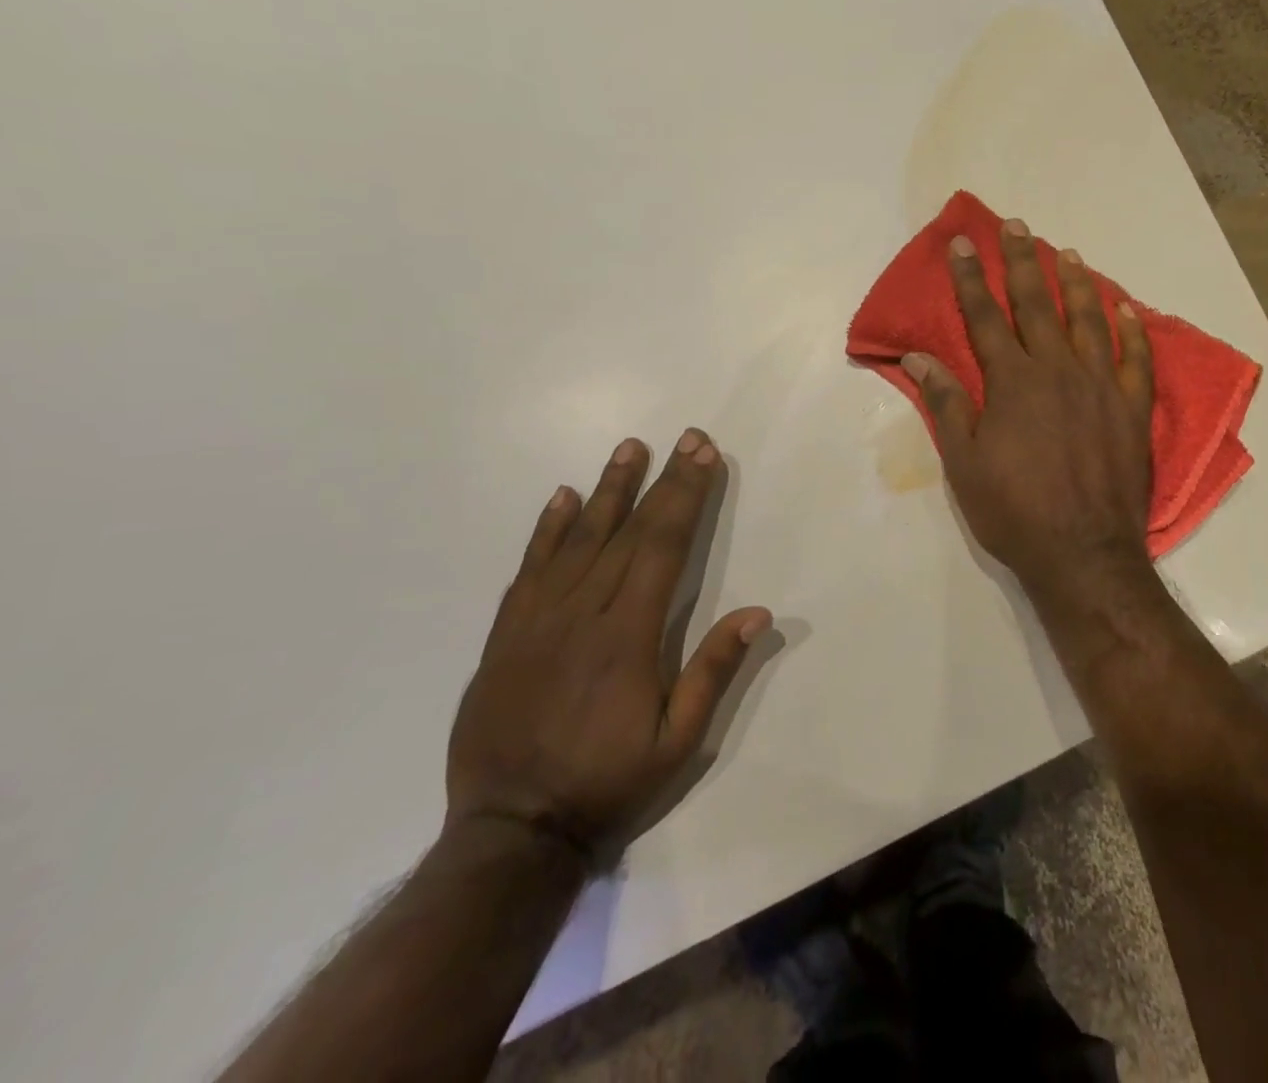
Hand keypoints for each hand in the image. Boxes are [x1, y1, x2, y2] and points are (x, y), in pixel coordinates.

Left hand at [446, 430, 770, 864]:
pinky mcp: (505, 637)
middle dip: (661, 481)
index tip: (704, 456)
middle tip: (684, 438)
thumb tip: (758, 612)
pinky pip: (528, 571)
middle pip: (628, 532)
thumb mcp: (679, 741)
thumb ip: (714, 671)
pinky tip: (560, 498)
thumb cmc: (609, 783)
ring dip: (607, 490)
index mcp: (629, 636)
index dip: (686, 496)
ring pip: (577, 540)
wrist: (511, 834)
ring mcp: (537, 622)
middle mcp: (582, 614)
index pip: (663, 547)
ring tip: (628, 448)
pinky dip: (545, 531)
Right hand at [903, 217, 1154, 598]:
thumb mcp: (965, 465)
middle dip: (1022, 262)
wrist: (1084, 554)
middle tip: (1018, 225)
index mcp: (1013, 383)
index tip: (962, 243)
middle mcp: (1058, 371)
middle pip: (1037, 304)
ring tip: (1067, 252)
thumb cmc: (1015, 512)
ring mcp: (1102, 386)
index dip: (970, 278)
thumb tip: (920, 359)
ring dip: (1076, 282)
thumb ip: (947, 406)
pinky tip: (1127, 307)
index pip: (985, 317)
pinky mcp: (1133, 408)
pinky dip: (1132, 329)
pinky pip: (1137, 358)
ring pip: (1089, 319)